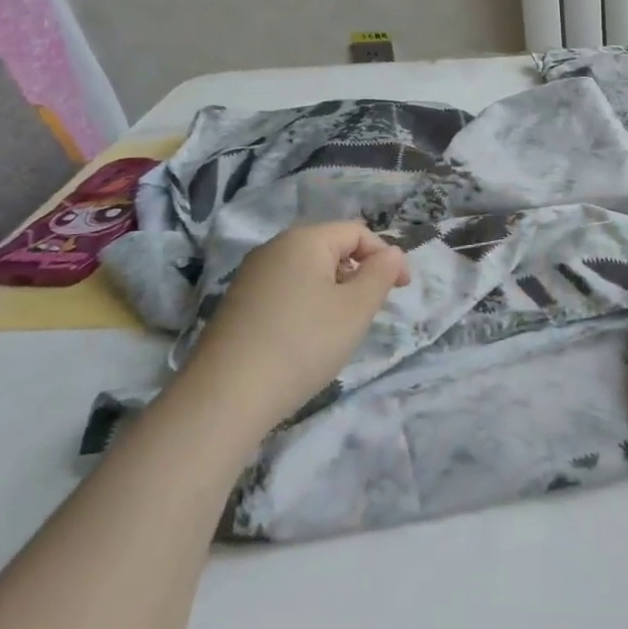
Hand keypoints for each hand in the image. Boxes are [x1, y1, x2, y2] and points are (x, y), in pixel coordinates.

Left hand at [182, 222, 409, 436]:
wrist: (225, 396)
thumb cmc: (302, 344)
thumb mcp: (355, 310)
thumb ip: (380, 275)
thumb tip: (393, 254)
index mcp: (304, 240)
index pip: (357, 232)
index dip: (385, 256)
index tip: (402, 290)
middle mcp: (274, 248)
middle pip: (330, 248)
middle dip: (358, 273)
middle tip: (370, 311)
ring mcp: (250, 276)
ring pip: (307, 271)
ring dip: (333, 291)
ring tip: (340, 329)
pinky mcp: (237, 304)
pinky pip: (285, 290)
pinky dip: (306, 305)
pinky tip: (306, 339)